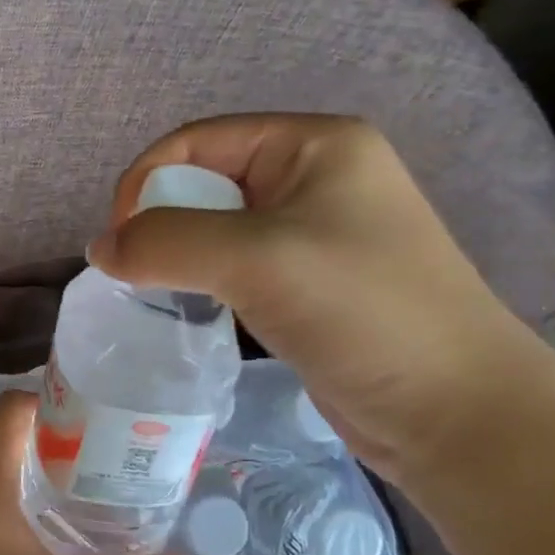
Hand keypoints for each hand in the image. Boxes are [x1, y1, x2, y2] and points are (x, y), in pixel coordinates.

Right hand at [89, 114, 550, 481]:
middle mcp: (314, 176)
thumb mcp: (256, 260)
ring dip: (178, 254)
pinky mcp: (308, 280)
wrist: (455, 412)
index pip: (198, 141)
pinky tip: (192, 307)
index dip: (146, 181)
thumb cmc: (364, 313)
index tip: (119, 243)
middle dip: (160, 221)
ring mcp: (313, 231)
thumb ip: (165, 243)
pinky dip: (202, 279)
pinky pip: (233, 263)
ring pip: (215, 226)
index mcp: (313, 145)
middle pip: (204, 180)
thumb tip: (98, 250)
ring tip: (157, 292)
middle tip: (137, 273)